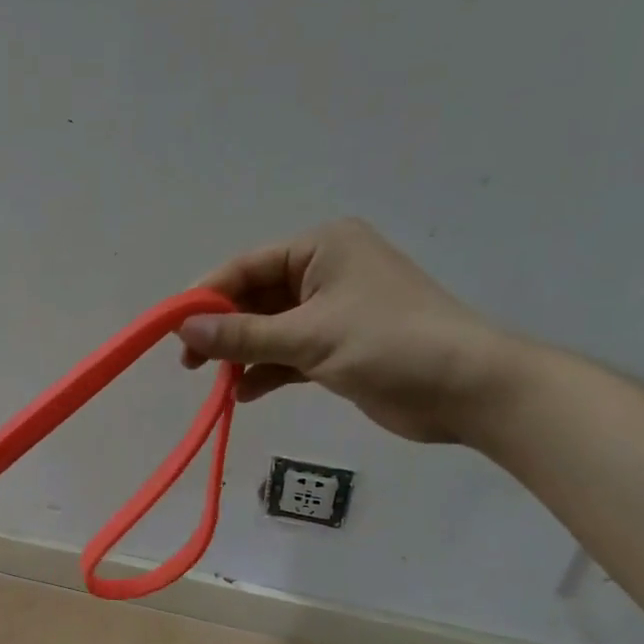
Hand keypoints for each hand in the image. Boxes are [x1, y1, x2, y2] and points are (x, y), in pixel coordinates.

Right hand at [177, 219, 512, 442]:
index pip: (248, 267)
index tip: (175, 329)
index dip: (208, 297)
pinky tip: (245, 394)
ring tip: (217, 382)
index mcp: (321, 249)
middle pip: (256, 298)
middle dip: (225, 330)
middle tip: (191, 362)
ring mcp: (333, 311)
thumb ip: (243, 335)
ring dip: (244, 355)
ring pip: (271, 329)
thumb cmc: (389, 344)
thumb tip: (184, 330)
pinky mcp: (340, 348)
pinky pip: (289, 354)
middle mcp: (325, 272)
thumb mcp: (309, 337)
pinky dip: (268, 372)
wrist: (468, 389)